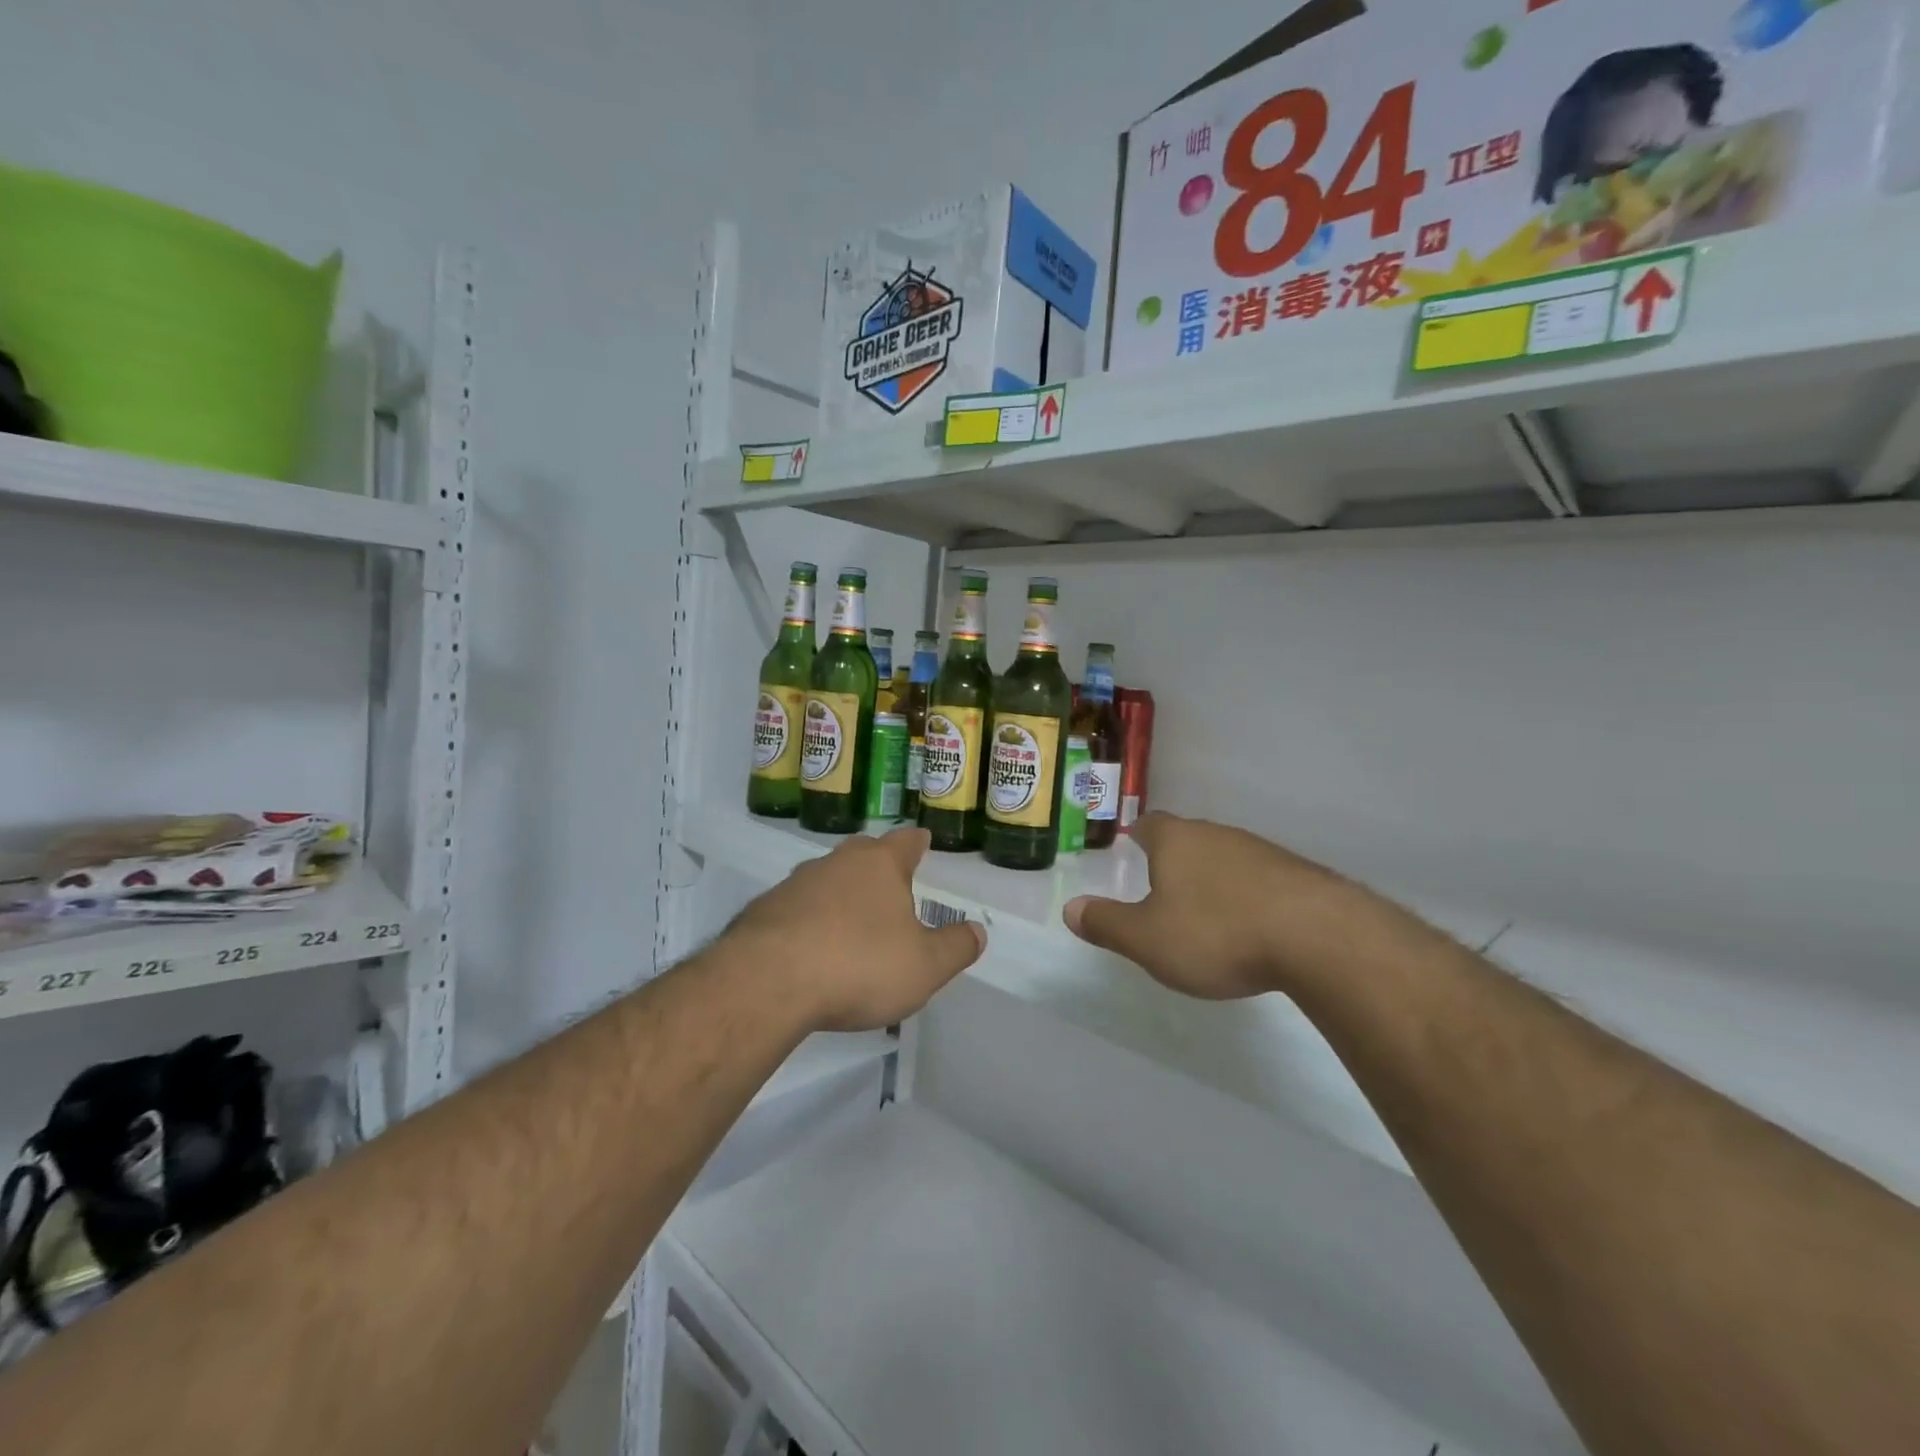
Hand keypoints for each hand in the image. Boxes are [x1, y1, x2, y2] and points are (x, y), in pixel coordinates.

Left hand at [726, 827, 985, 1031]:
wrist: (768, 982)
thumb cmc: (859, 965)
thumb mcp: (924, 967)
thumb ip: (955, 947)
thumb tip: (977, 930)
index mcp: (880, 866)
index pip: (906, 841)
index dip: (917, 842)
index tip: (922, 840)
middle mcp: (837, 863)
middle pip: (863, 852)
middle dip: (878, 864)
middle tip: (890, 881)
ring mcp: (796, 883)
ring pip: (826, 878)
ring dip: (840, 893)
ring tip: (851, 921)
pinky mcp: (763, 910)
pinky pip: (796, 906)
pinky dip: (809, 919)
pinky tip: (811, 947)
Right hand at [1063, 812, 1379, 999]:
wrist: (1319, 938)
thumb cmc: (1217, 932)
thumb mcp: (1147, 939)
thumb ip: (1107, 924)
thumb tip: (1069, 909)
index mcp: (1177, 841)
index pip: (1150, 825)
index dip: (1139, 836)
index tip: (1133, 849)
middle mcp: (1218, 835)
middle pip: (1189, 839)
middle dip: (1175, 860)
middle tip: (1164, 889)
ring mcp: (1263, 852)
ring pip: (1227, 858)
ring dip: (1215, 880)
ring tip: (1208, 914)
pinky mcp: (1299, 876)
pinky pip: (1262, 880)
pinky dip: (1250, 897)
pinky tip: (1253, 927)